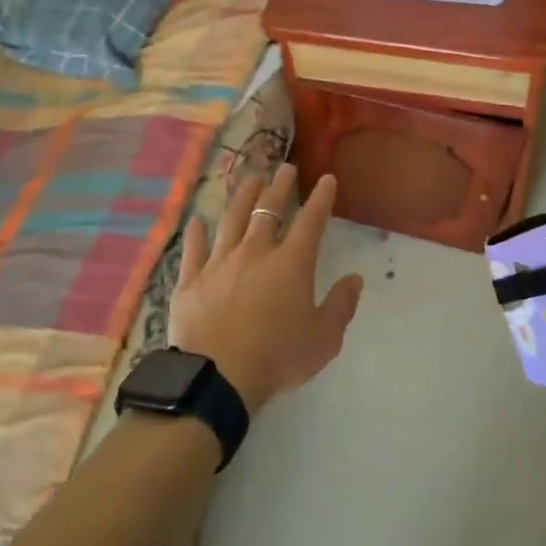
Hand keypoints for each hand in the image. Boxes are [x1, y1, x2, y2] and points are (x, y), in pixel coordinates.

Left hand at [168, 165, 364, 414]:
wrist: (218, 377)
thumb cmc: (278, 358)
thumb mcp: (323, 339)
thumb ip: (341, 306)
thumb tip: (355, 279)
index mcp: (292, 263)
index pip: (311, 221)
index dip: (321, 198)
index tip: (327, 179)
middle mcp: (255, 252)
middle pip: (269, 210)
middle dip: (280, 186)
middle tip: (285, 168)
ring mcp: (219, 263)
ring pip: (231, 220)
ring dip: (242, 197)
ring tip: (249, 179)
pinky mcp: (191, 280)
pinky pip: (193, 249)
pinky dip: (195, 233)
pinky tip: (195, 221)